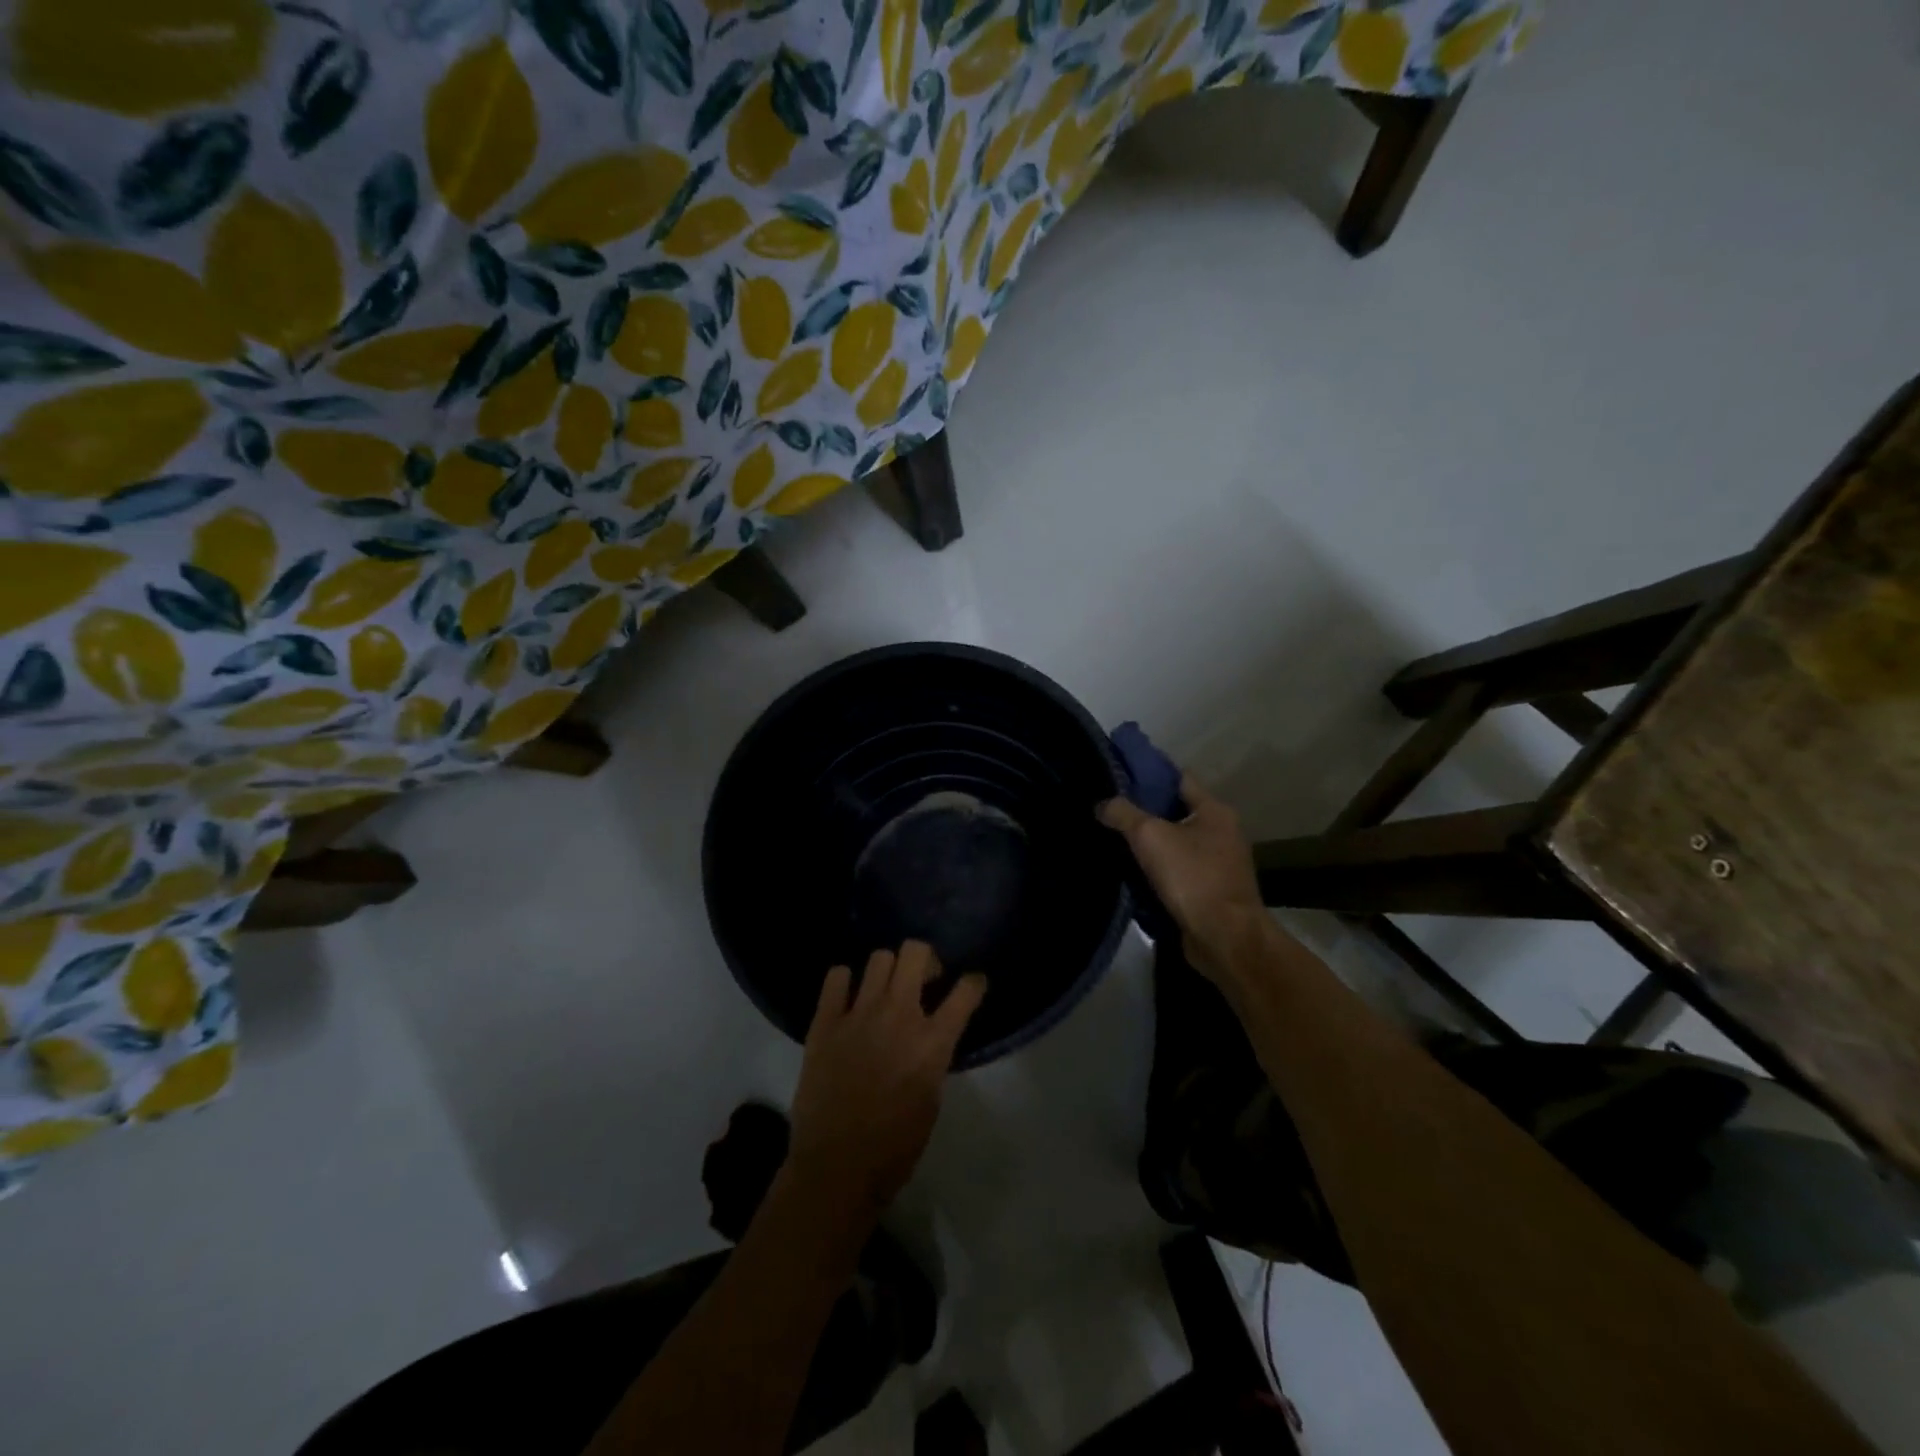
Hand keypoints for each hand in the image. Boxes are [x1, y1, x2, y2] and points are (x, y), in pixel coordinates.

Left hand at [788, 941, 985, 1218]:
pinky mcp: (825, 1022)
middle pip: (916, 952)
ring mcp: (859, 1014)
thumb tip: (930, 1036)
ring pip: (879, 957)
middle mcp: (899, 1015)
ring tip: (884, 992)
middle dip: (925, 960)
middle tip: (922, 982)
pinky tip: (848, 1000)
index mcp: (932, 1041)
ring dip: (888, 970)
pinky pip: (836, 977)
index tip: (971, 984)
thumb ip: (934, 1057)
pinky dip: (846, 981)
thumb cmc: (894, 1146)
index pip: (966, 991)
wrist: (836, 1168)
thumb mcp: (932, 1099)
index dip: (974, 983)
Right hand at [1097, 773, 1277, 983]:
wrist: (1224, 938)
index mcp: (1214, 811)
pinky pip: (1178, 870)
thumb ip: (1123, 814)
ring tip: (1113, 839)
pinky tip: (1130, 871)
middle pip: (1176, 811)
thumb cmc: (1192, 877)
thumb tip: (1102, 803)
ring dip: (1149, 843)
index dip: (1149, 774)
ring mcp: (1218, 863)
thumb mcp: (1150, 836)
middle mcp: (1221, 832)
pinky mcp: (1210, 890)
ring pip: (1175, 842)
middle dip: (1145, 810)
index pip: (1179, 778)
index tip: (1119, 775)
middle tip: (1110, 809)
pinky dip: (1157, 868)